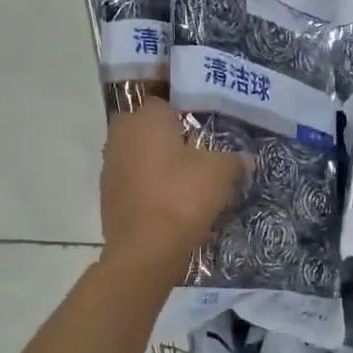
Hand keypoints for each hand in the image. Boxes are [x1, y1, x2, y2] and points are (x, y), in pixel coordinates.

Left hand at [100, 99, 245, 275]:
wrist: (146, 249)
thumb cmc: (182, 197)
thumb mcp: (221, 173)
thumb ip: (234, 160)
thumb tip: (245, 159)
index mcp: (146, 117)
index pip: (166, 103)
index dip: (187, 116)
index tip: (206, 134)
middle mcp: (120, 134)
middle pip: (150, 131)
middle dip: (170, 141)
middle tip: (198, 158)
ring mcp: (110, 167)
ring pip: (141, 158)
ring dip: (159, 167)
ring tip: (187, 185)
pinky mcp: (108, 197)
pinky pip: (135, 184)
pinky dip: (150, 191)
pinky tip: (171, 206)